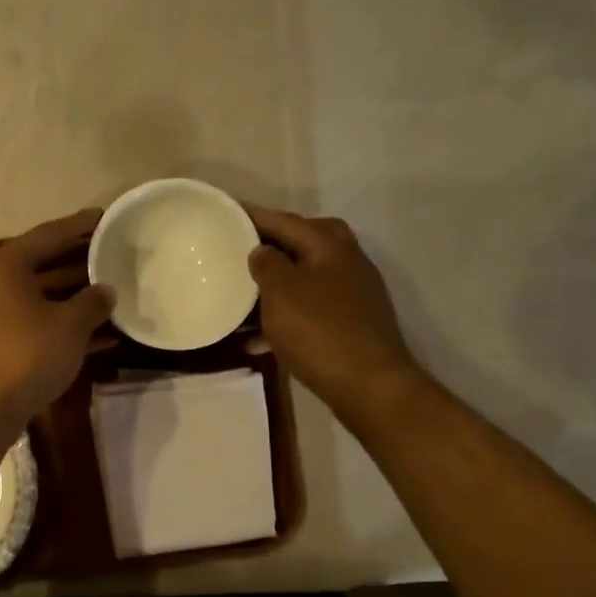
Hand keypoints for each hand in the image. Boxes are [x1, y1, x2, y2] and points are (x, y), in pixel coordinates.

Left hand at [0, 210, 115, 427]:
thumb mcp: (69, 325)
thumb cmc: (27, 353)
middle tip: (114, 251)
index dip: (81, 226)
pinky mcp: (2, 342)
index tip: (106, 216)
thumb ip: (92, 303)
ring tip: (115, 290)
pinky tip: (104, 336)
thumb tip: (107, 290)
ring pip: (45, 295)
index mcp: (9, 264)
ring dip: (77, 296)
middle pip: (45, 262)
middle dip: (80, 260)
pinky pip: (41, 323)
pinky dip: (67, 326)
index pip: (51, 234)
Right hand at [247, 206, 419, 405]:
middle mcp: (346, 262)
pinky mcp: (349, 325)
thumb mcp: (281, 291)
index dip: (254, 216)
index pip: (285, 220)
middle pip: (303, 244)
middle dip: (271, 246)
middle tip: (240, 250)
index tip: (227, 212)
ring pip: (305, 279)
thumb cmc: (319, 330)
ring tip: (240, 295)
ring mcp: (351, 295)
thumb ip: (267, 264)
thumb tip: (262, 251)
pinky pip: (308, 311)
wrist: (368, 384)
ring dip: (274, 286)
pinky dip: (284, 319)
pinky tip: (257, 340)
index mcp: (329, 246)